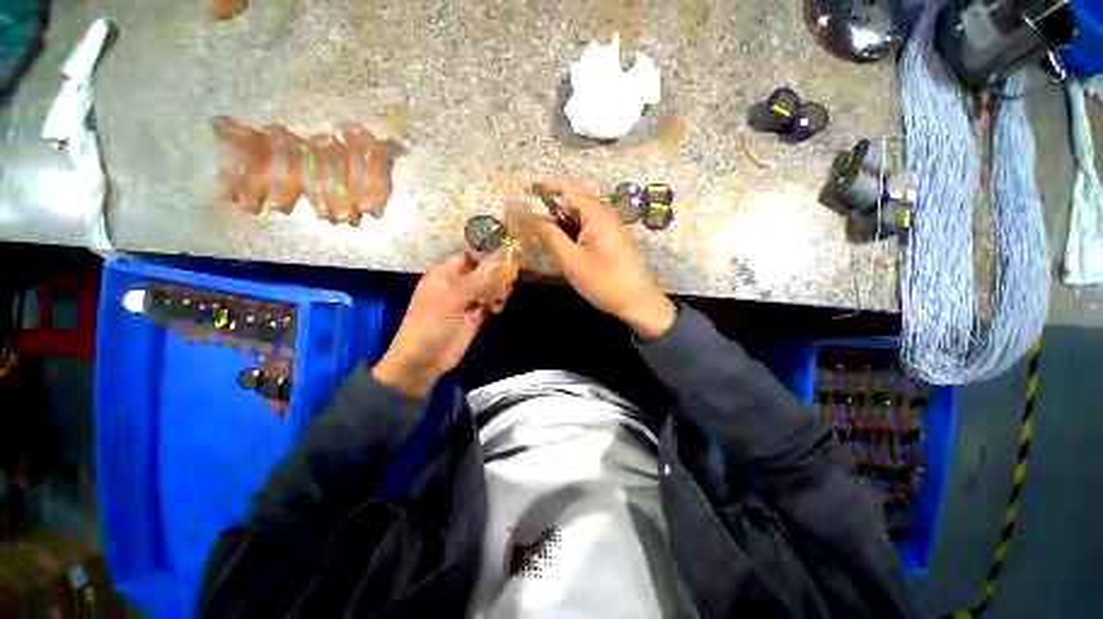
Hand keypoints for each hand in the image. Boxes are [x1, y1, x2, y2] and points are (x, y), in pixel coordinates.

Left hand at [372, 252, 507, 397]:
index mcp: (445, 273)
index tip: (507, 259)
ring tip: (501, 298)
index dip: (486, 256)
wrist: (424, 360)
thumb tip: (503, 260)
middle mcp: (457, 283)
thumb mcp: (453, 298)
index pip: (469, 255)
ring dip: (498, 290)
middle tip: (508, 281)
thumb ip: (479, 279)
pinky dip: (496, 304)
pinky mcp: (475, 316)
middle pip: (483, 271)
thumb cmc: (431, 323)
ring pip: (489, 288)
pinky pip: (490, 303)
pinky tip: (497, 309)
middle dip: (496, 275)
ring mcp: (467, 300)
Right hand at [531, 178, 675, 339]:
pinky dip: (570, 235)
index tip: (524, 187)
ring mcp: (609, 228)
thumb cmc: (605, 281)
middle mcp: (604, 214)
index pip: (567, 188)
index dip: (544, 185)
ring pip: (577, 219)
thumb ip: (549, 236)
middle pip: (571, 203)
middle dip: (548, 210)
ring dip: (559, 225)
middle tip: (525, 222)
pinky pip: (585, 230)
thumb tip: (526, 215)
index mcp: (597, 213)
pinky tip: (560, 247)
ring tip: (539, 236)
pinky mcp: (610, 241)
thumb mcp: (572, 260)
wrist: (638, 303)